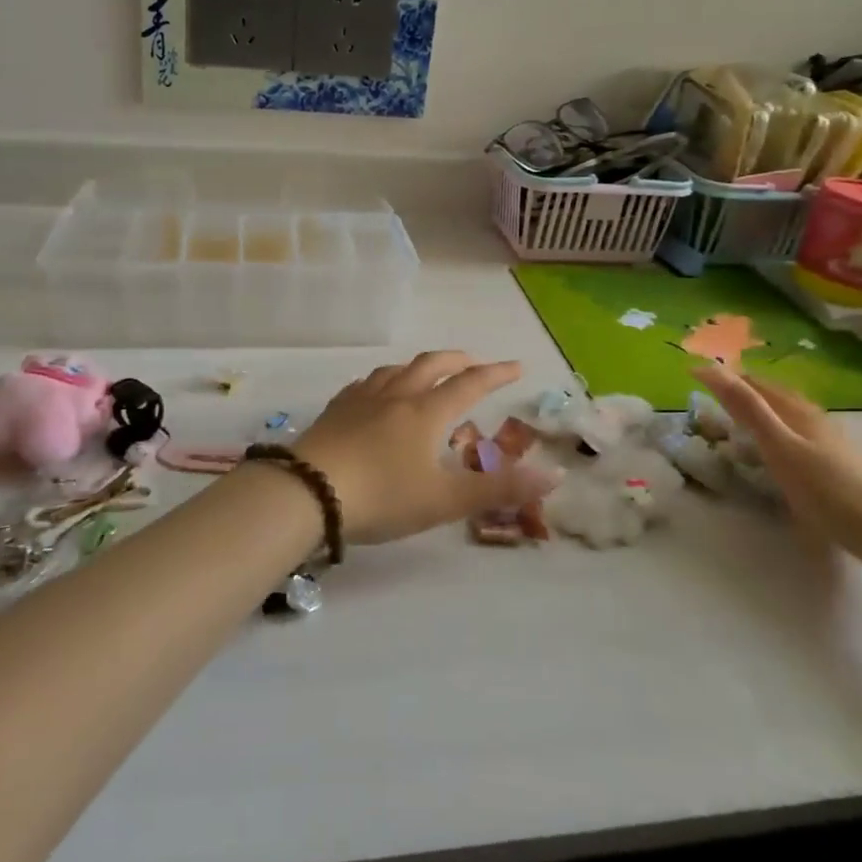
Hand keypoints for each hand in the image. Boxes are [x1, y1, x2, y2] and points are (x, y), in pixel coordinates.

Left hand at [292, 351, 546, 543]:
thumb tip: (553, 475)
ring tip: (428, 373)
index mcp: (427, 412)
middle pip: (432, 364)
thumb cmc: (383, 496)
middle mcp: (397, 395)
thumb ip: (499, 489)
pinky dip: (385, 380)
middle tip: (475, 364)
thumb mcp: (445, 500)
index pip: (470, 385)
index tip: (516, 367)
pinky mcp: (335, 409)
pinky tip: (377, 392)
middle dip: (459, 361)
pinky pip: (366, 383)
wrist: (308, 492)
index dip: (496, 374)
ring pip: (397, 369)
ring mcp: (362, 399)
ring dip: (420, 366)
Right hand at [693, 363, 861, 584]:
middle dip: (741, 392)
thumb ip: (746, 409)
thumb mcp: (780, 449)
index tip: (691, 376)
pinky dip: (778, 438)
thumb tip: (707, 368)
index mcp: (797, 412)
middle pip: (773, 397)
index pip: (753, 383)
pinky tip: (779, 458)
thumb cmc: (834, 492)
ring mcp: (832, 444)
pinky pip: (800, 441)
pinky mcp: (843, 469)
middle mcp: (815, 420)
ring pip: (789, 419)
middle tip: (709, 399)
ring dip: (761, 414)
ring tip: (738, 425)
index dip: (723, 377)